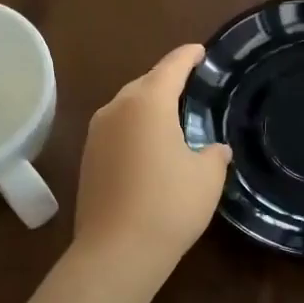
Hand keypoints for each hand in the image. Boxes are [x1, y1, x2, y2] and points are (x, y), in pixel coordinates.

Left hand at [73, 44, 232, 273]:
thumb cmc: (170, 205)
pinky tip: (151, 148)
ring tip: (173, 118)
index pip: (172, 67)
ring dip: (149, 107)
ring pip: (127, 107)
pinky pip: (117, 130)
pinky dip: (135, 129)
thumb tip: (215, 150)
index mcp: (148, 102)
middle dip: (167, 81)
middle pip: (145, 84)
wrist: (117, 252)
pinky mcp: (88, 158)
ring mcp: (97, 134)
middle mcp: (117, 109)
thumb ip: (213, 155)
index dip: (188, 56)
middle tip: (192, 87)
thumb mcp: (206, 177)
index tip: (201, 51)